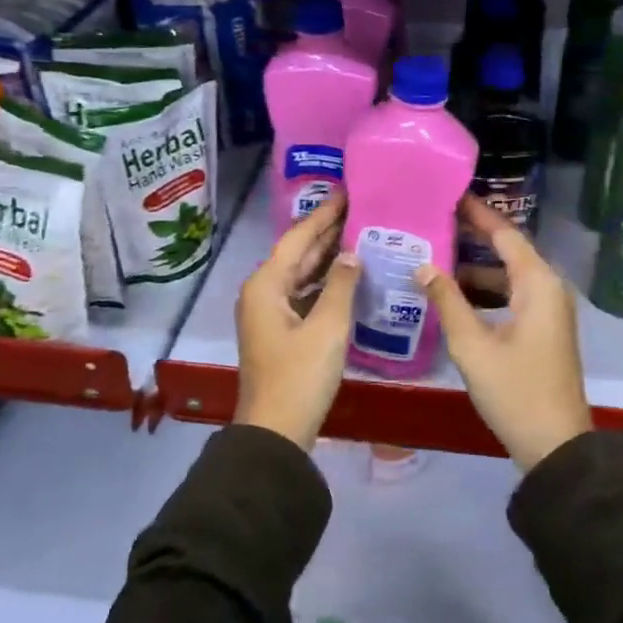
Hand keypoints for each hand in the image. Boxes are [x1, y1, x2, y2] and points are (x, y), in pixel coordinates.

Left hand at [234, 194, 360, 449]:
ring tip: (359, 231)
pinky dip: (324, 281)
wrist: (275, 432)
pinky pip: (303, 293)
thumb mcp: (327, 328)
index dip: (324, 213)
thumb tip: (351, 254)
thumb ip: (341, 285)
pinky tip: (348, 273)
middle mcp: (262, 291)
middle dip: (326, 230)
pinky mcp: (280, 329)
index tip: (347, 190)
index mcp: (266, 284)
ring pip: (300, 273)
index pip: (298, 237)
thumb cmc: (299, 376)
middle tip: (359, 206)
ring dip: (327, 255)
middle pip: (297, 252)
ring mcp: (269, 312)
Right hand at [417, 197, 591, 470]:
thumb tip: (422, 265)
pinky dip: (485, 290)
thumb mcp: (473, 346)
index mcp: (538, 283)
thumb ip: (447, 300)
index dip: (477, 213)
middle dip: (473, 235)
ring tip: (435, 252)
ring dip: (475, 266)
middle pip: (508, 250)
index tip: (449, 194)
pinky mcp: (543, 328)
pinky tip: (454, 292)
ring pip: (508, 274)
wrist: (556, 445)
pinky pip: (512, 294)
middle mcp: (548, 287)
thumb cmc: (515, 391)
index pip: (505, 234)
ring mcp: (548, 309)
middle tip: (434, 219)